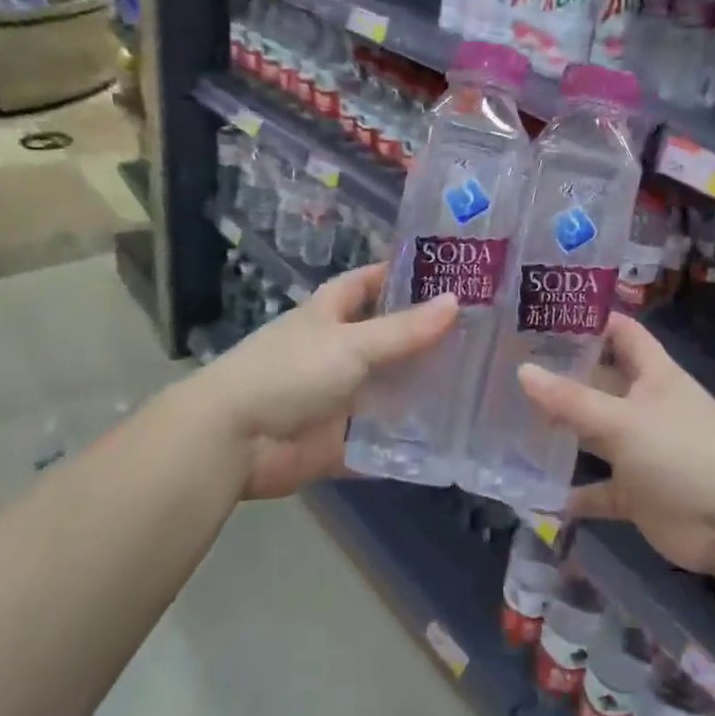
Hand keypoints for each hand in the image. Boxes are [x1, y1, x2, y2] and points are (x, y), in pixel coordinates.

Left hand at [206, 265, 456, 499]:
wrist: (234, 440)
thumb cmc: (291, 372)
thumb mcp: (352, 344)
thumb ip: (404, 330)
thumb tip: (455, 301)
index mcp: (330, 315)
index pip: (369, 283)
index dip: (401, 275)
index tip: (447, 272)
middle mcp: (335, 352)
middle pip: (385, 338)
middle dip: (424, 337)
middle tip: (480, 334)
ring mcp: (337, 397)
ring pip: (386, 390)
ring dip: (420, 390)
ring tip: (478, 386)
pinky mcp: (337, 440)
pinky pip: (378, 440)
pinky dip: (404, 442)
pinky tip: (448, 440)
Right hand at [517, 315, 714, 574]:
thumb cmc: (682, 453)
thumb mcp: (622, 421)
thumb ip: (571, 400)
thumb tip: (522, 371)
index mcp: (654, 375)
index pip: (622, 332)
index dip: (590, 320)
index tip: (544, 314)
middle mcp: (646, 406)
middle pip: (601, 382)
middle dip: (562, 376)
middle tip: (511, 366)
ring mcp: (642, 450)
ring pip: (594, 435)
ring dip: (563, 432)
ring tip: (511, 420)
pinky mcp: (638, 492)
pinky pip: (598, 488)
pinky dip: (573, 493)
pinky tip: (535, 491)